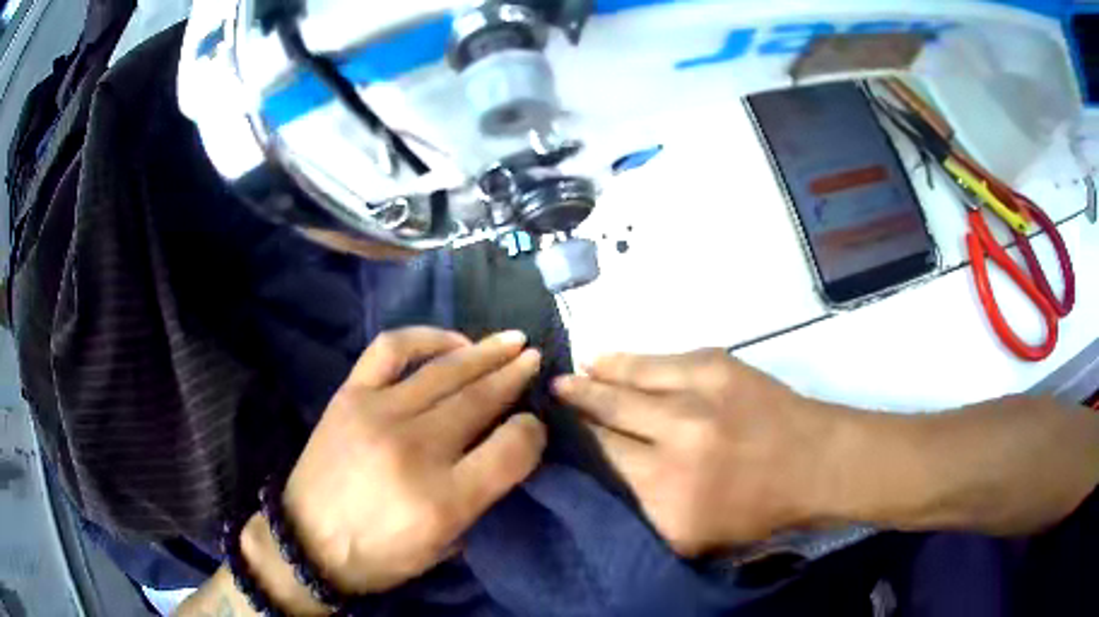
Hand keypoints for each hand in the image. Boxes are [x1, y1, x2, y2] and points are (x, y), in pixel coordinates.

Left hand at [283, 327, 546, 594]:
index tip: (534, 426)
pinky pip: (392, 350)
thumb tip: (506, 446)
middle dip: (516, 376)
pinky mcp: (349, 396)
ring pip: (445, 371)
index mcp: (444, 500)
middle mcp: (414, 450)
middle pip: (481, 400)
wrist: (307, 542)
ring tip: (511, 341)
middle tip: (535, 360)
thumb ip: (482, 496)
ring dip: (485, 351)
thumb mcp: (445, 546)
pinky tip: (451, 340)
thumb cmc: (381, 555)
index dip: (533, 432)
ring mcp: (378, 415)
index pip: (512, 449)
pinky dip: (426, 337)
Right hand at [554, 350, 837, 555]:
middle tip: (548, 397)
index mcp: (665, 498)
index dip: (573, 446)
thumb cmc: (757, 509)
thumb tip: (598, 474)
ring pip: (624, 384)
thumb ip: (643, 511)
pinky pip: (656, 361)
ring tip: (568, 375)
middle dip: (573, 409)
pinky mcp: (715, 367)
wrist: (815, 463)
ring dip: (592, 379)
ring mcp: (695, 401)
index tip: (550, 437)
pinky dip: (626, 361)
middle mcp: (673, 447)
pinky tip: (605, 359)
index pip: (601, 464)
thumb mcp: (694, 535)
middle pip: (605, 421)